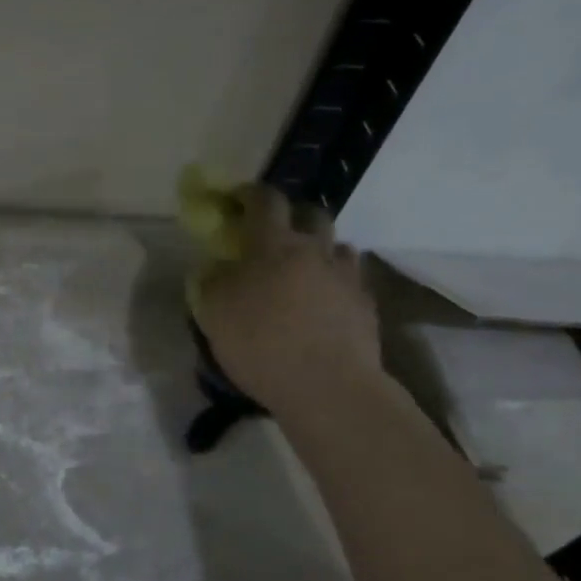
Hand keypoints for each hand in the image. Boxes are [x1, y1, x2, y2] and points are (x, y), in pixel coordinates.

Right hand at [194, 184, 381, 413]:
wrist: (327, 387)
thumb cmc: (260, 344)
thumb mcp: (214, 313)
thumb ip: (213, 281)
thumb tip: (219, 268)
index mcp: (272, 245)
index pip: (264, 200)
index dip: (249, 193)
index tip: (236, 198)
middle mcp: (314, 250)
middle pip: (311, 214)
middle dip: (292, 216)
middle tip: (275, 234)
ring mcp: (346, 276)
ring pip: (337, 246)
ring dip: (319, 250)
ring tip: (305, 271)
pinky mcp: (367, 305)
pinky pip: (351, 280)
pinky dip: (336, 282)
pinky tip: (325, 302)